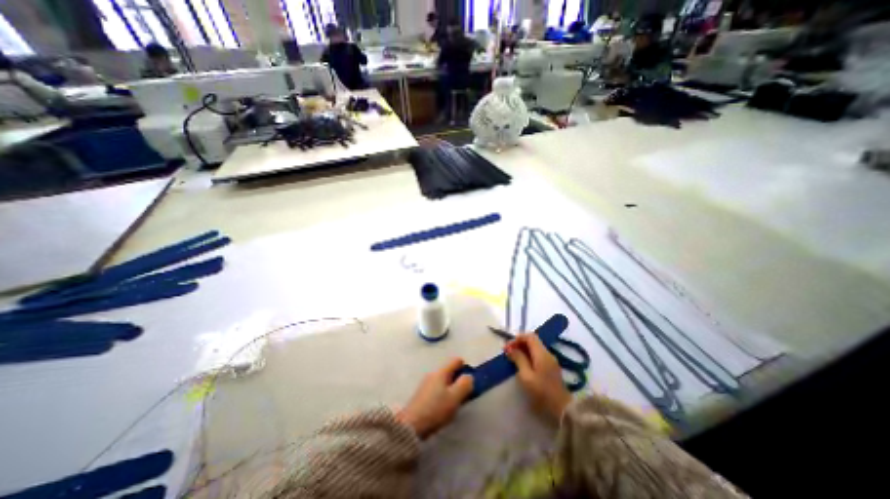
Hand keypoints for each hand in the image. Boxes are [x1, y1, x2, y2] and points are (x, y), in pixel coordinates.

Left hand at [399, 357, 474, 438]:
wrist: (410, 425)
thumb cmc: (436, 409)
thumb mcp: (454, 397)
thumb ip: (465, 384)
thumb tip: (469, 376)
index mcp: (441, 372)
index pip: (456, 361)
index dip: (466, 367)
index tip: (470, 381)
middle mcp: (433, 374)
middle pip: (450, 371)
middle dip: (458, 380)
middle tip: (464, 395)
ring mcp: (426, 383)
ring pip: (443, 381)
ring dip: (451, 388)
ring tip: (454, 403)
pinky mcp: (421, 394)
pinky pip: (437, 389)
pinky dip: (443, 394)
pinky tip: (443, 407)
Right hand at [508, 334, 569, 422]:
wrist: (563, 409)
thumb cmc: (542, 392)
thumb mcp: (526, 376)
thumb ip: (519, 359)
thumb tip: (511, 349)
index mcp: (542, 353)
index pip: (529, 336)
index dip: (517, 338)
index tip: (507, 347)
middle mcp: (547, 353)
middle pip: (532, 341)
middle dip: (519, 343)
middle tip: (508, 352)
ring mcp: (551, 361)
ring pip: (535, 348)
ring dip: (523, 350)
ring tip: (513, 358)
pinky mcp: (551, 368)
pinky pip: (538, 355)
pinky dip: (529, 355)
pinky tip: (522, 364)